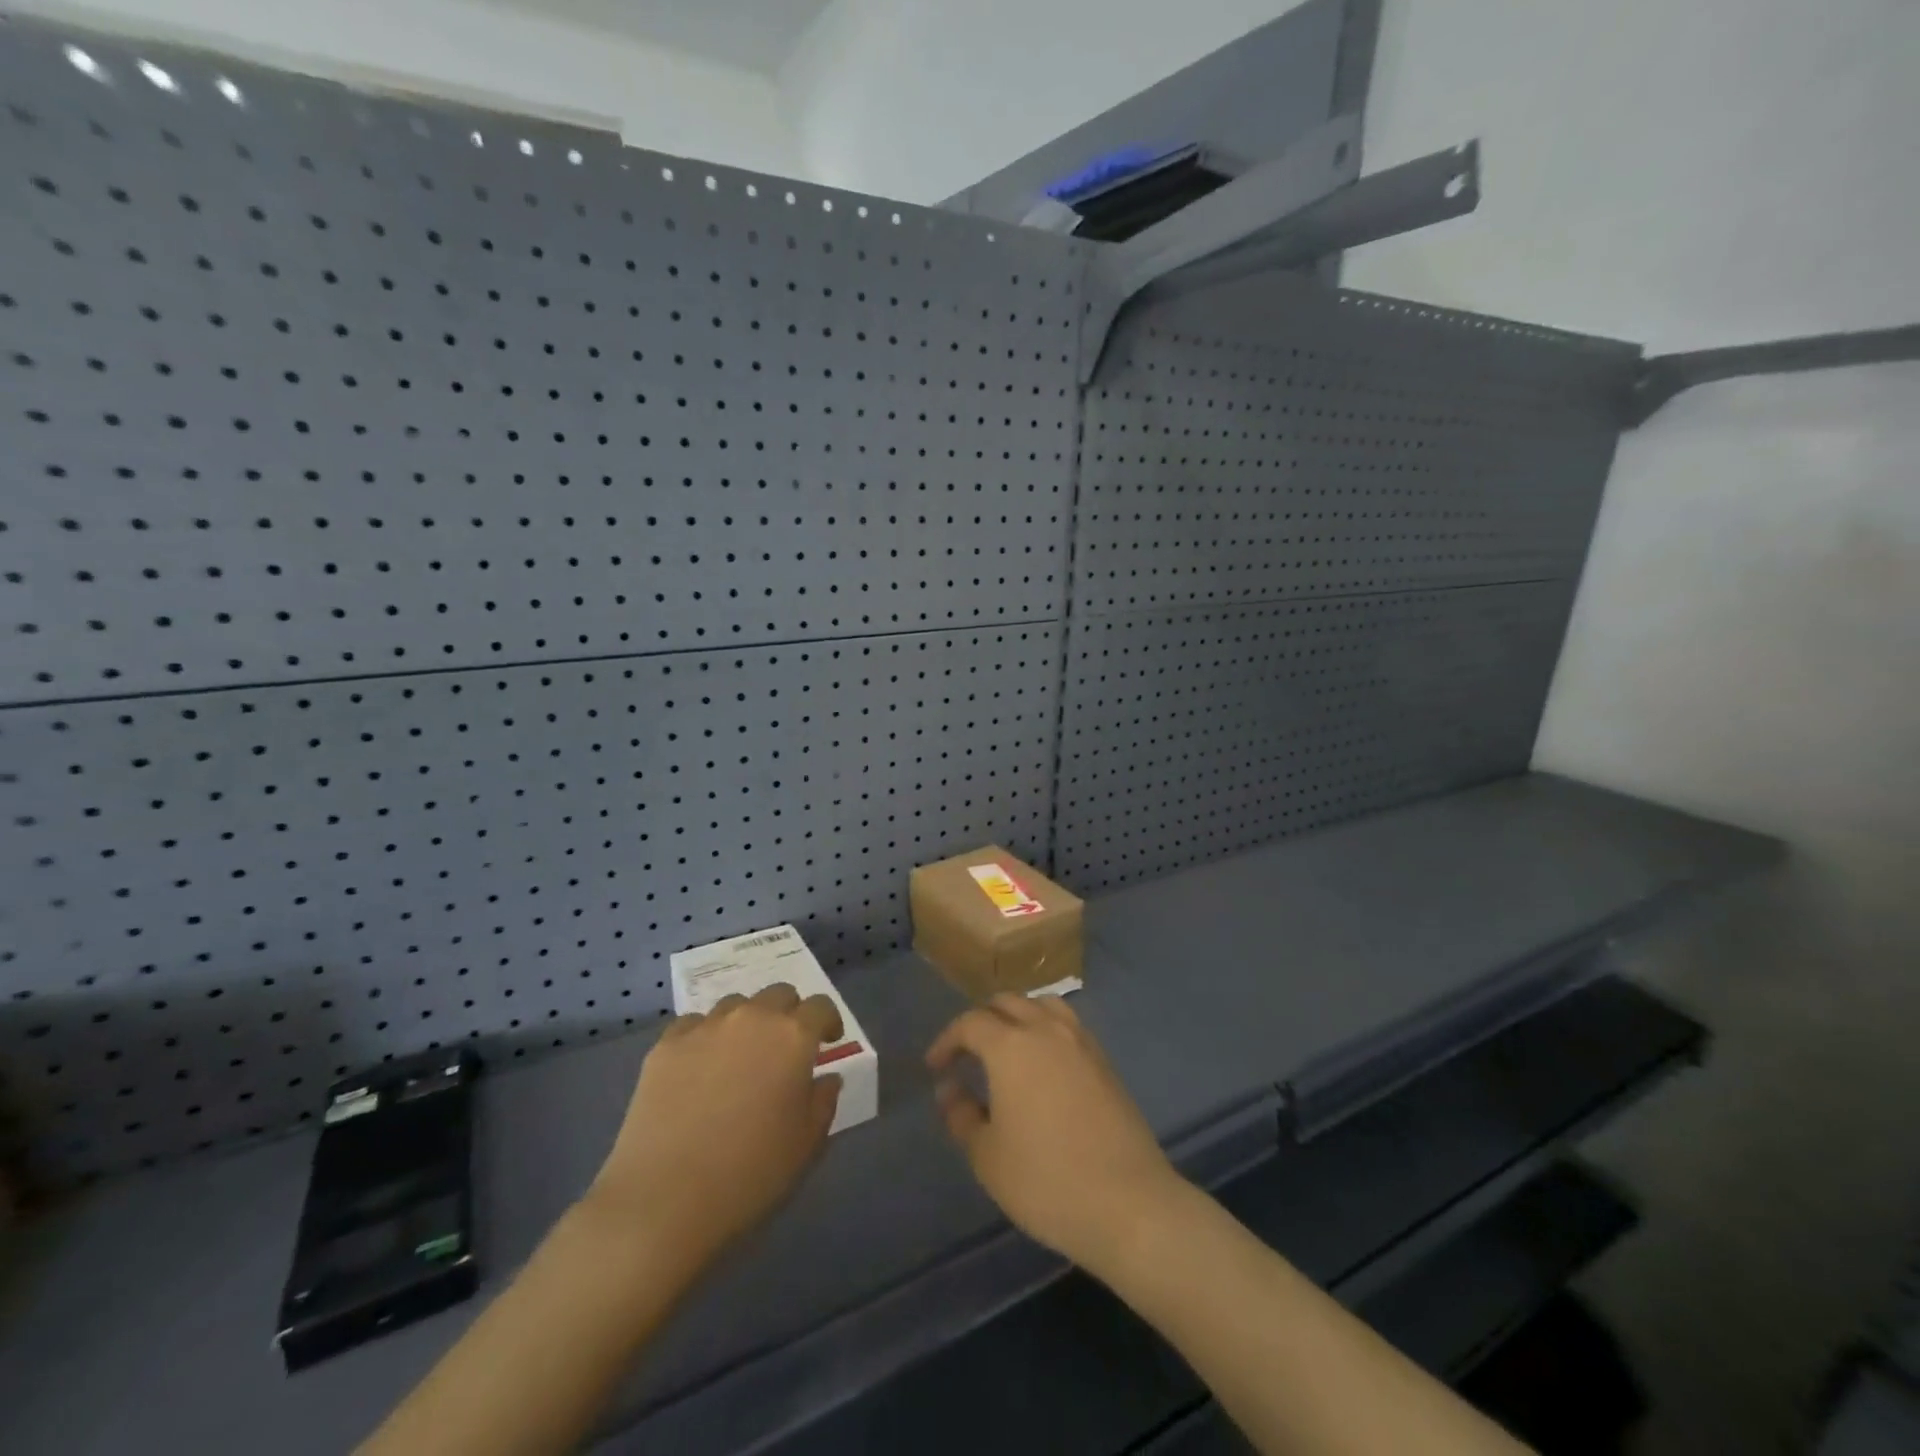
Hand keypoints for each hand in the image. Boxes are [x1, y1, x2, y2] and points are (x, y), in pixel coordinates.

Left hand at [585, 984, 843, 1271]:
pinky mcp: (665, 1046)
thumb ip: (823, 1101)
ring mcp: (705, 1028)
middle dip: (789, 1014)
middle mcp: (751, 1018)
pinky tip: (699, 1068)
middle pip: (778, 994)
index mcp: (792, 1036)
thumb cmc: (750, 1173)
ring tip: (740, 1056)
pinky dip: (704, 1037)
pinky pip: (693, 1025)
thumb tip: (826, 1078)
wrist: (664, 1200)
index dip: (828, 1020)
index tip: (828, 1041)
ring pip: (735, 1006)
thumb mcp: (807, 1144)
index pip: (820, 1007)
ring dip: (747, 1022)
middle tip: (786, 1048)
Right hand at [926, 993, 1186, 1275]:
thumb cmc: (1047, 1181)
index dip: (947, 1040)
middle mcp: (1046, 1029)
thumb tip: (949, 1089)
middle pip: (1007, 1003)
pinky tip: (1043, 1064)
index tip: (935, 1067)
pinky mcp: (1104, 1060)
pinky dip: (1045, 1029)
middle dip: (980, 1021)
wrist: (1128, 1203)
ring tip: (1005, 1047)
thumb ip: (961, 1115)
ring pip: (1041, 1005)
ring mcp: (1081, 1041)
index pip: (970, 1023)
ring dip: (1017, 1016)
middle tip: (966, 1054)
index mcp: (1011, 1045)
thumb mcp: (988, 1156)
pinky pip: (1067, 1025)